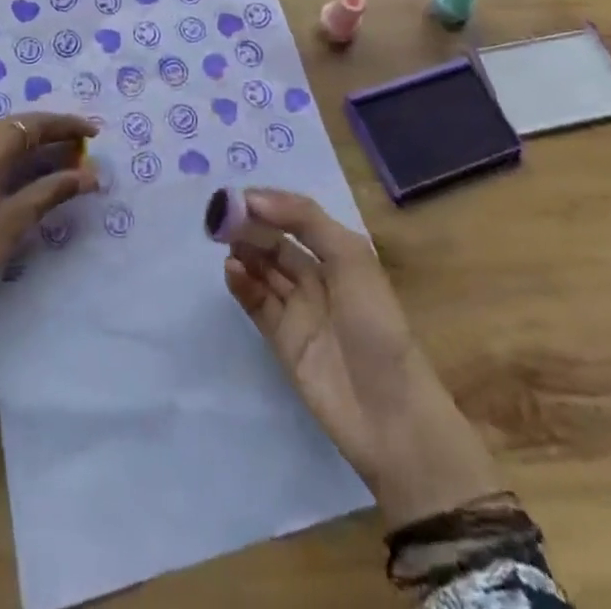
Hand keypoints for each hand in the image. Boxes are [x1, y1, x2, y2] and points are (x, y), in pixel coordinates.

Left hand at [0, 113, 97, 391]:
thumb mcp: (14, 223)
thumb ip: (52, 191)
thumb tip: (91, 174)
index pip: (28, 126)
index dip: (62, 125)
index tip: (92, 131)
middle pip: (7, 126)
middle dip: (42, 130)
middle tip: (75, 144)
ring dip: (15, 137)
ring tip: (43, 148)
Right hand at [223, 188, 499, 529]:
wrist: (389, 413)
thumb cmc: (375, 324)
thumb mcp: (351, 258)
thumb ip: (305, 221)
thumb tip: (254, 200)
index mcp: (340, 254)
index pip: (298, 218)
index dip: (270, 204)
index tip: (238, 196)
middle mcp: (318, 277)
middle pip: (277, 242)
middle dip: (250, 226)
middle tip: (221, 216)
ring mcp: (299, 310)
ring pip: (263, 270)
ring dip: (244, 252)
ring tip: (223, 240)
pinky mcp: (283, 340)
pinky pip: (257, 303)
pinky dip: (242, 284)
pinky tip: (230, 269)